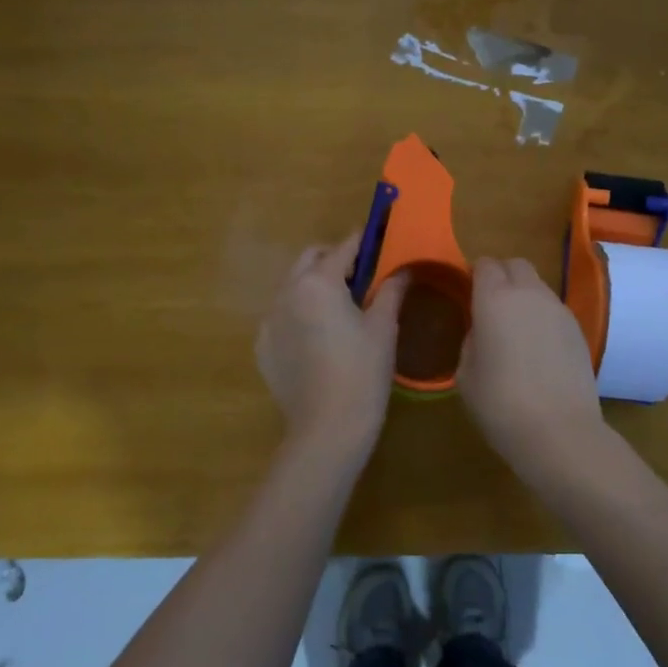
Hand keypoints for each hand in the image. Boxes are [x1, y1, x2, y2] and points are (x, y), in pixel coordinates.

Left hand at [256, 230, 407, 462]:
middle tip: (363, 277)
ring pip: (293, 286)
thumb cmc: (363, 373)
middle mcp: (286, 292)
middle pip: (311, 259)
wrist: (327, 429)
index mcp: (318, 282)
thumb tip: (404, 269)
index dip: (365, 241)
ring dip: (316, 285)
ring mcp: (269, 320)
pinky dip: (300, 313)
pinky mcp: (263, 346)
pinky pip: (282, 315)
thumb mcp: (384, 328)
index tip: (380, 237)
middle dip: (335, 259)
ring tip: (342, 309)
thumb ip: (391, 290)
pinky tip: (320, 338)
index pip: (344, 248)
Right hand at [458, 257, 604, 470]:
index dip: (475, 274)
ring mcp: (559, 310)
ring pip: (538, 285)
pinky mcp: (579, 329)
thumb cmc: (500, 404)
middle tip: (490, 304)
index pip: (485, 264)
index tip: (467, 292)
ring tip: (515, 328)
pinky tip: (537, 347)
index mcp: (494, 299)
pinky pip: (554, 308)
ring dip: (524, 295)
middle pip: (516, 264)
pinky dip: (542, 315)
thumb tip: (482, 331)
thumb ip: (471, 341)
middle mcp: (529, 294)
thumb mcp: (466, 374)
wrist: (560, 431)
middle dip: (502, 275)